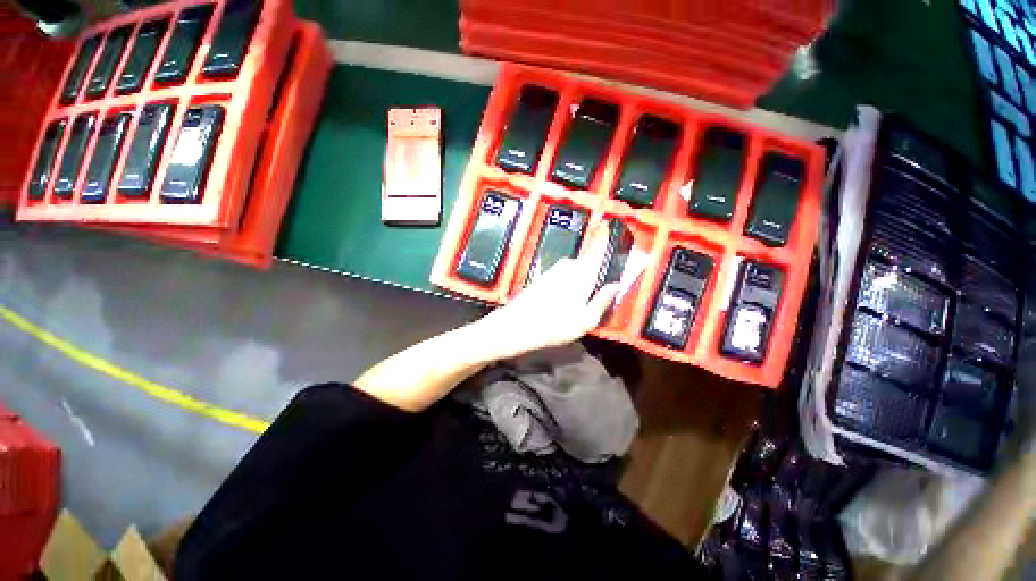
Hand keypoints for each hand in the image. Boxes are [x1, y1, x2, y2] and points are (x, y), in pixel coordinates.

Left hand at [477, 223, 619, 359]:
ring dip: (579, 278)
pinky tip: (562, 301)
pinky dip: (566, 282)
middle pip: (586, 262)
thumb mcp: (585, 321)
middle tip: (595, 291)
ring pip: (573, 268)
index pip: (597, 252)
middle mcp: (567, 268)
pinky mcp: (542, 277)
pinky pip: (562, 274)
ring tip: (577, 301)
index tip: (608, 227)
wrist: (516, 325)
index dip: (603, 239)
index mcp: (581, 276)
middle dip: (593, 270)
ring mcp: (552, 271)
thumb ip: (602, 301)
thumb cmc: (553, 326)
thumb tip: (616, 286)